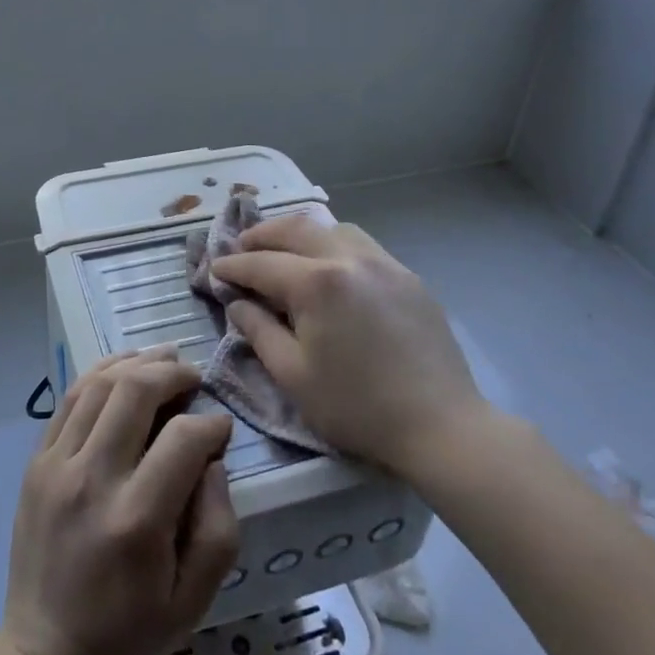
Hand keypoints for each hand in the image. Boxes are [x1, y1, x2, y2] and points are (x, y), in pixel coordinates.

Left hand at [3, 347, 238, 654]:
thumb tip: (211, 459)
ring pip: (98, 385)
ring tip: (163, 359)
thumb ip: (219, 524)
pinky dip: (99, 375)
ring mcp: (56, 466)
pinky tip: (122, 370)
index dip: (211, 424)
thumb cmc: (129, 628)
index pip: (182, 438)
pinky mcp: (36, 462)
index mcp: (136, 519)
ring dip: (136, 363)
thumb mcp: (195, 598)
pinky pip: (69, 399)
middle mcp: (92, 480)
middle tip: (194, 377)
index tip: (221, 429)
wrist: (46, 651)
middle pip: (135, 391)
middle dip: (173, 372)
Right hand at [210, 214, 485, 479]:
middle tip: (241, 247)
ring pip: (333, 229)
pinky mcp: (408, 277)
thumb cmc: (356, 406)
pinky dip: (334, 245)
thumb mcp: (293, 375)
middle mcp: (349, 258)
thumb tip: (238, 303)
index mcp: (316, 282)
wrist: (440, 425)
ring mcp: (384, 263)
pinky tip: (331, 268)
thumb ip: (258, 331)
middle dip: (262, 235)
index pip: (261, 264)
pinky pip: (362, 245)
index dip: (233, 266)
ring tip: (284, 250)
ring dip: (301, 234)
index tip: (214, 269)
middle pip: (296, 229)